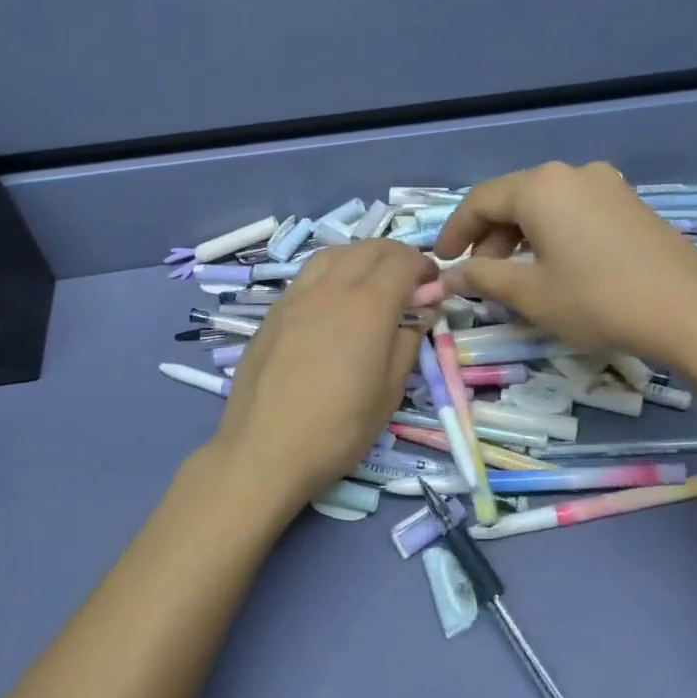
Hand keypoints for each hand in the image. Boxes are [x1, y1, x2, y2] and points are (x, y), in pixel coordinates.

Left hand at [202, 239, 431, 509]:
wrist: (264, 449)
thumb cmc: (338, 429)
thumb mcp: (389, 392)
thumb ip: (408, 341)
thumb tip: (422, 310)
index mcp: (368, 306)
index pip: (402, 261)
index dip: (423, 266)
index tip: (432, 286)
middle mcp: (332, 288)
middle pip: (369, 248)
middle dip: (395, 256)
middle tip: (408, 283)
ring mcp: (297, 296)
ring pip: (335, 253)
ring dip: (361, 257)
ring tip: (370, 283)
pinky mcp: (274, 310)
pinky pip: (308, 274)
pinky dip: (331, 271)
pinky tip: (333, 300)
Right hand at [424, 161, 696, 363]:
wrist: (692, 312)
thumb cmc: (598, 300)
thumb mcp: (531, 293)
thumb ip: (483, 278)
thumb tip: (451, 276)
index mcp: (540, 186)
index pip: (479, 200)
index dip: (455, 231)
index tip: (442, 262)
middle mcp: (571, 174)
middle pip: (513, 199)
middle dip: (489, 237)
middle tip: (481, 277)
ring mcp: (606, 185)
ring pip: (544, 205)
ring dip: (519, 237)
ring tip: (516, 277)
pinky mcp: (629, 203)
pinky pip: (573, 210)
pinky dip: (551, 234)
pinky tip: (555, 267)